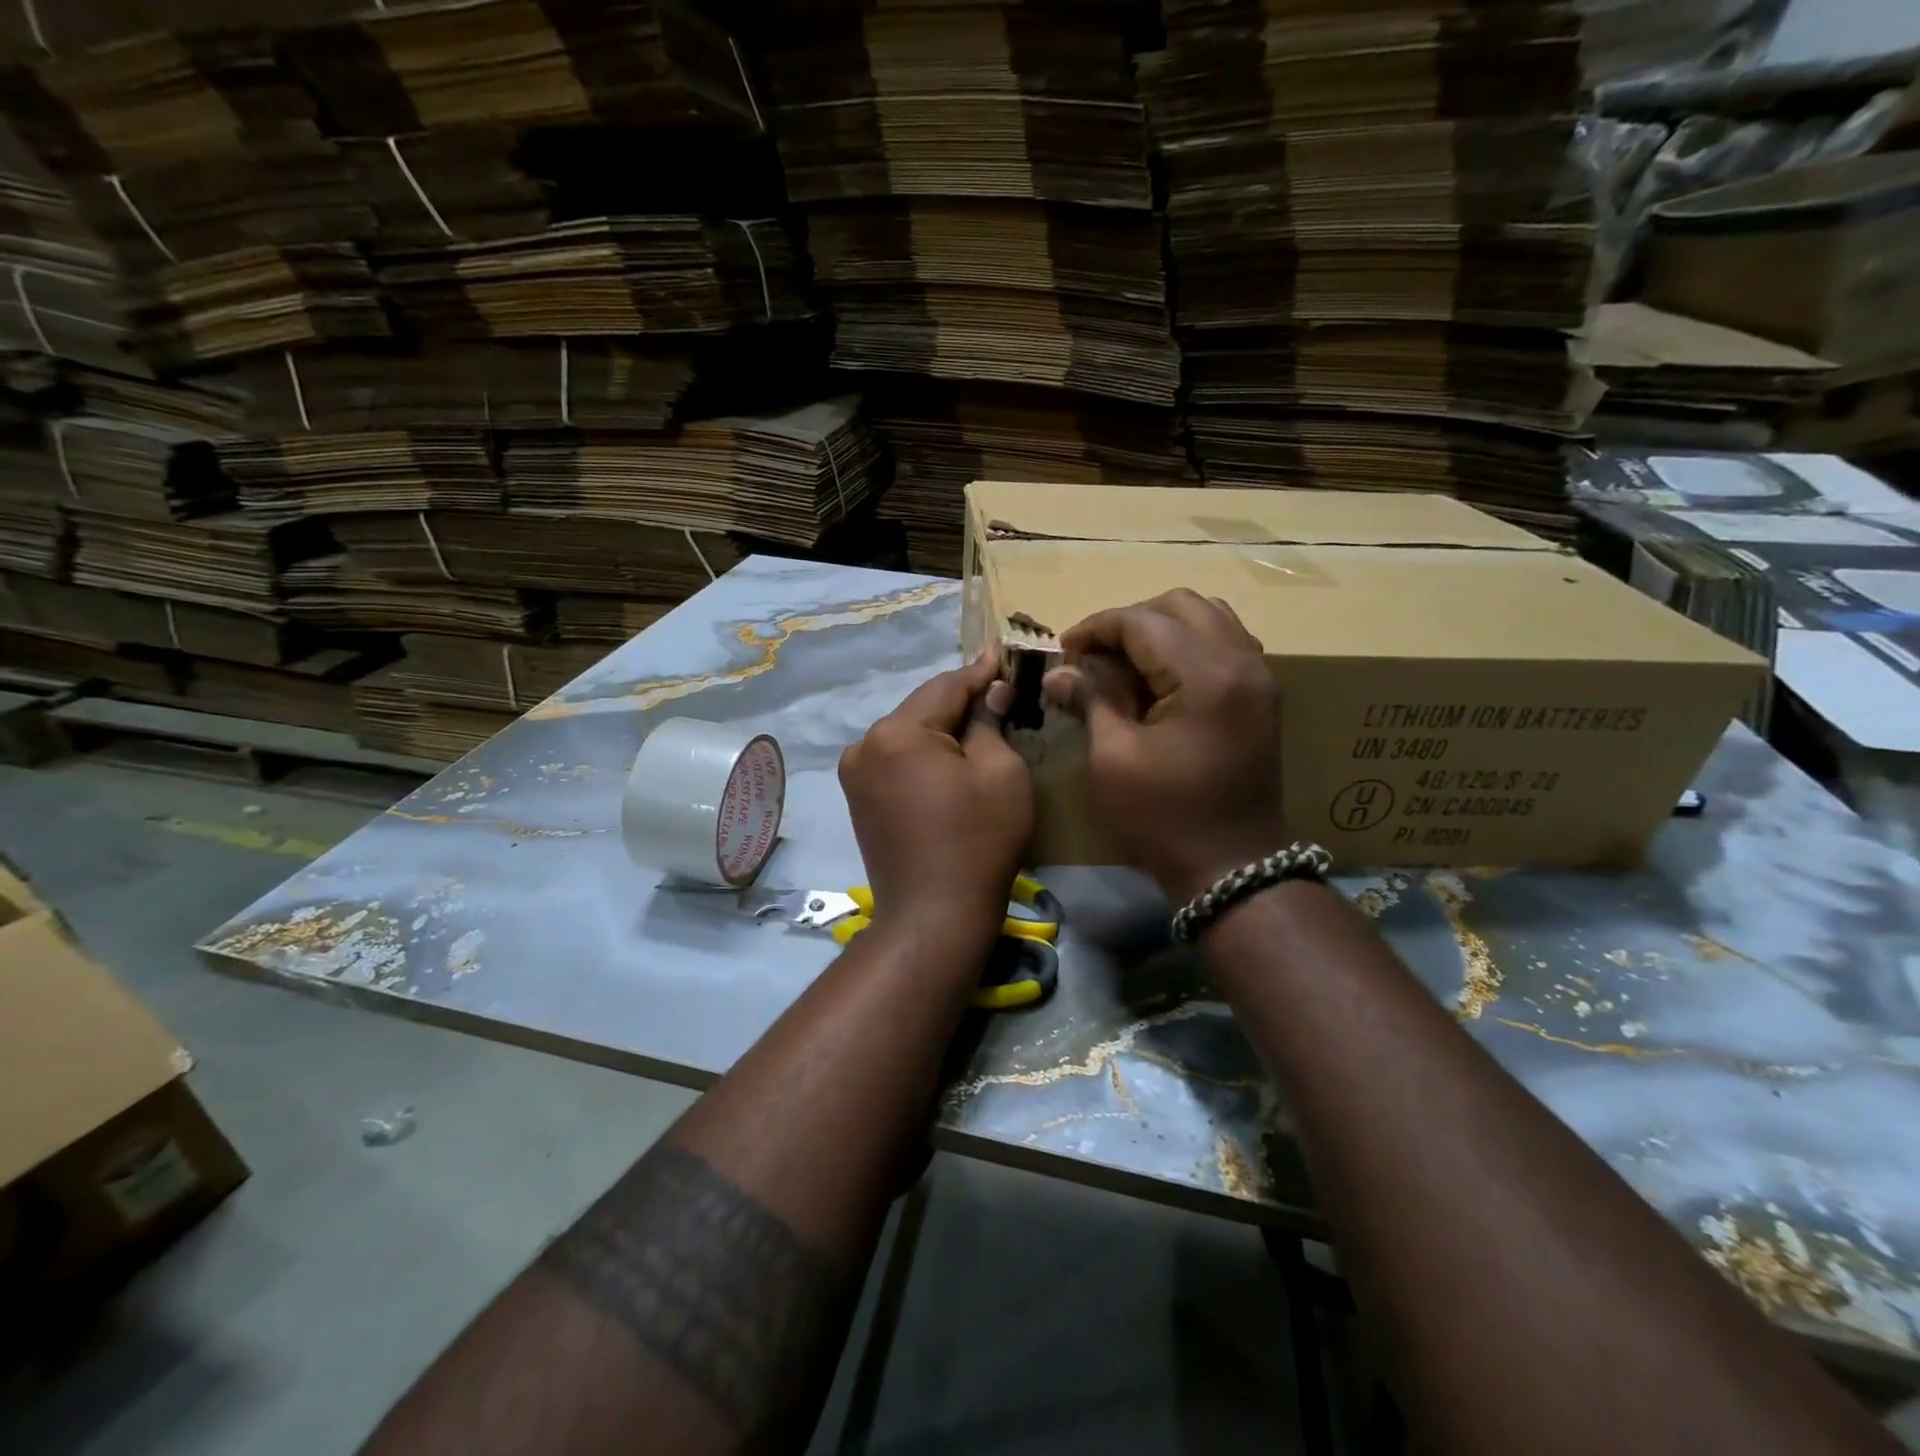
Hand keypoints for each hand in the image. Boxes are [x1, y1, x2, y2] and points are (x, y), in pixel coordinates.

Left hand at [840, 649, 1032, 941]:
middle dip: (960, 701)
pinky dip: (923, 754)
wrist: (933, 917)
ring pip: (907, 733)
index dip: (980, 670)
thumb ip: (991, 722)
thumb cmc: (978, 841)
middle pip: (922, 709)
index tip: (1003, 652)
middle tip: (998, 690)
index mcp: (897, 732)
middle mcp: (865, 744)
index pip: (946, 686)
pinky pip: (897, 759)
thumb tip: (990, 693)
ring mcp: (855, 773)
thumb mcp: (1001, 772)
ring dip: (940, 728)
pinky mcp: (859, 798)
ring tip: (978, 723)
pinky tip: (948, 758)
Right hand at [1042, 590, 1284, 901]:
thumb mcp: (1113, 758)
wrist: (1231, 868)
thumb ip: (1091, 700)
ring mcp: (1260, 677)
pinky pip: (1224, 643)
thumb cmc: (1163, 817)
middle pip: (1180, 605)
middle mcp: (1242, 662)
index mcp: (1205, 676)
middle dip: (1129, 622)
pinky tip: (1159, 677)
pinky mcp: (1262, 695)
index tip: (1063, 650)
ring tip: (1124, 662)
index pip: (1142, 621)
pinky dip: (1187, 645)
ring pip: (1207, 617)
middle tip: (1093, 655)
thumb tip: (1059, 672)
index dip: (1096, 629)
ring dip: (1160, 628)